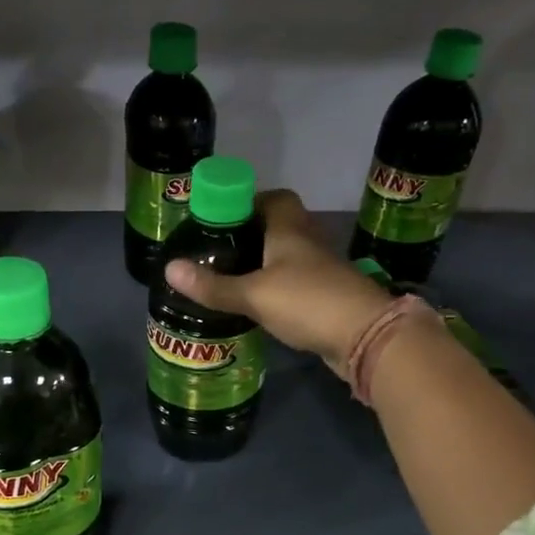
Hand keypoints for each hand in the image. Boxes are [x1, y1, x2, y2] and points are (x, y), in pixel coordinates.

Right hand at [163, 189, 390, 368]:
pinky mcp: (328, 297)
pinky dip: (279, 288)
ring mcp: (322, 270)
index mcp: (290, 229)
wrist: (366, 336)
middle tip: (220, 250)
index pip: (275, 198)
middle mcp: (308, 242)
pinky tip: (259, 304)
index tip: (222, 217)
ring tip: (232, 276)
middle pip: (280, 226)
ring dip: (266, 262)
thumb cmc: (307, 301)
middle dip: (252, 234)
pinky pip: (297, 283)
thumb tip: (169, 268)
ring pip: (289, 257)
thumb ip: (213, 285)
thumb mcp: (253, 294)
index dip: (249, 201)